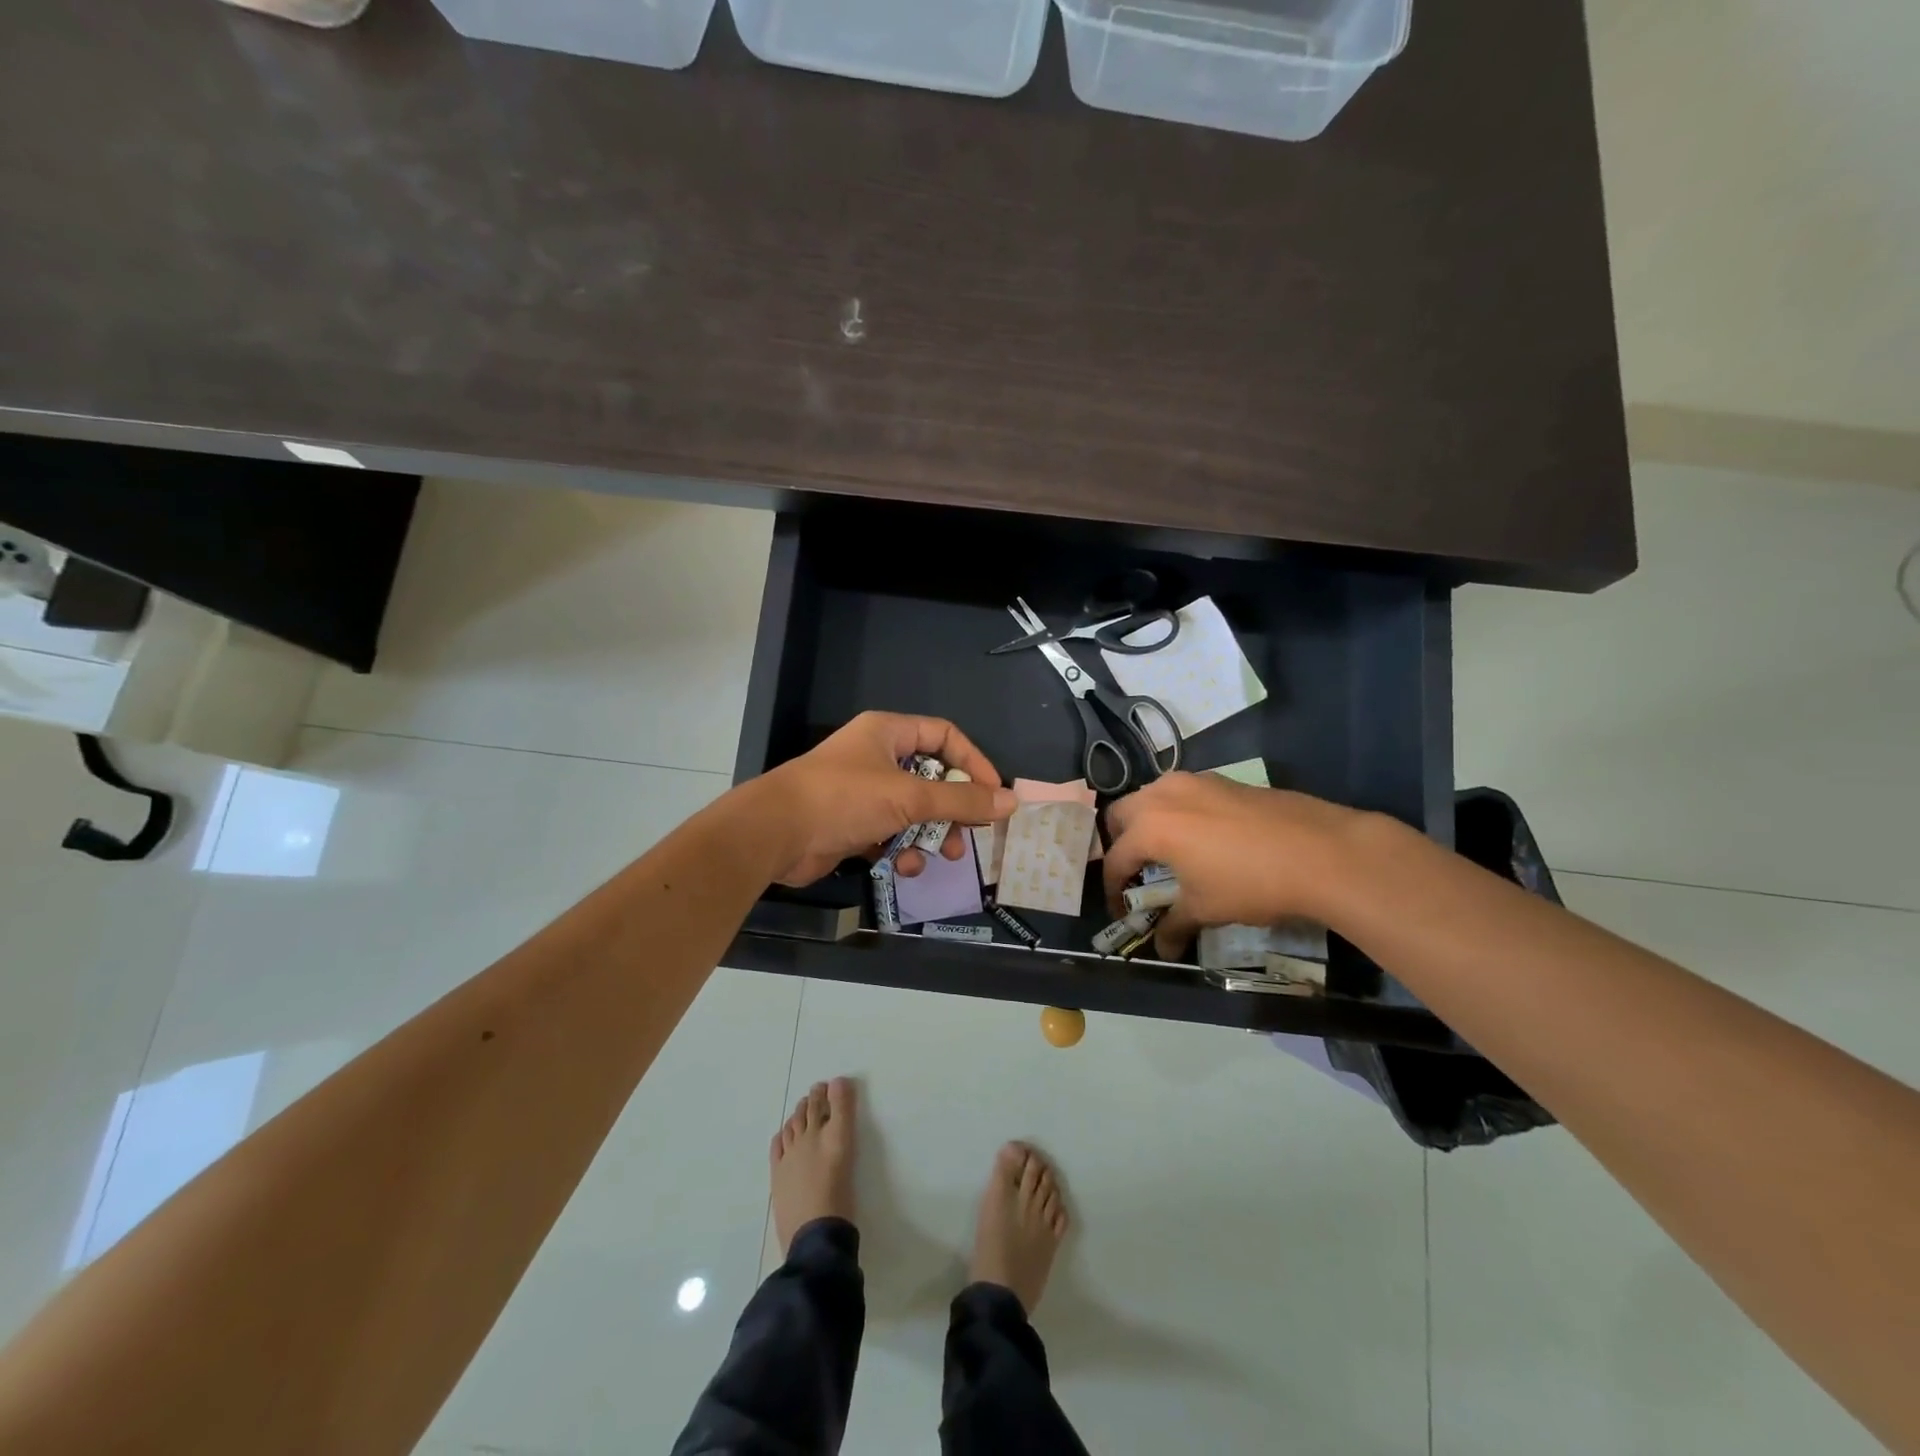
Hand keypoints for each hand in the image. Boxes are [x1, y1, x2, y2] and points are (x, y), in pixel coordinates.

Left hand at [758, 712, 1015, 887]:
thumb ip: (961, 801)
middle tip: (969, 835)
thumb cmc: (844, 798)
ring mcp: (864, 792)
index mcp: (889, 733)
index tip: (994, 794)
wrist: (776, 834)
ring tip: (937, 857)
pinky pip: (892, 833)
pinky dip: (902, 848)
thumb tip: (1011, 801)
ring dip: (929, 836)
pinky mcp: (854, 824)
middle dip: (952, 811)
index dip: (974, 762)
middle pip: (933, 779)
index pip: (945, 736)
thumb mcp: (909, 797)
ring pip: (914, 812)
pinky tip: (903, 865)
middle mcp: (878, 757)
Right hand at [1102, 772, 1367, 956]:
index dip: (1112, 889)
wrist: (1321, 851)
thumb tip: (1163, 949)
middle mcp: (1162, 795)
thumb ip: (1175, 926)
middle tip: (1135, 872)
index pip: (1115, 859)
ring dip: (1146, 822)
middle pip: (1120, 814)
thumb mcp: (1206, 908)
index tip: (1121, 911)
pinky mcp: (1220, 780)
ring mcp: (1193, 782)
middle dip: (1120, 843)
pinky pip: (1181, 792)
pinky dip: (1176, 812)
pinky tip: (1201, 836)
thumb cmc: (1251, 882)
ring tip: (1165, 852)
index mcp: (1150, 827)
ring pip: (1150, 796)